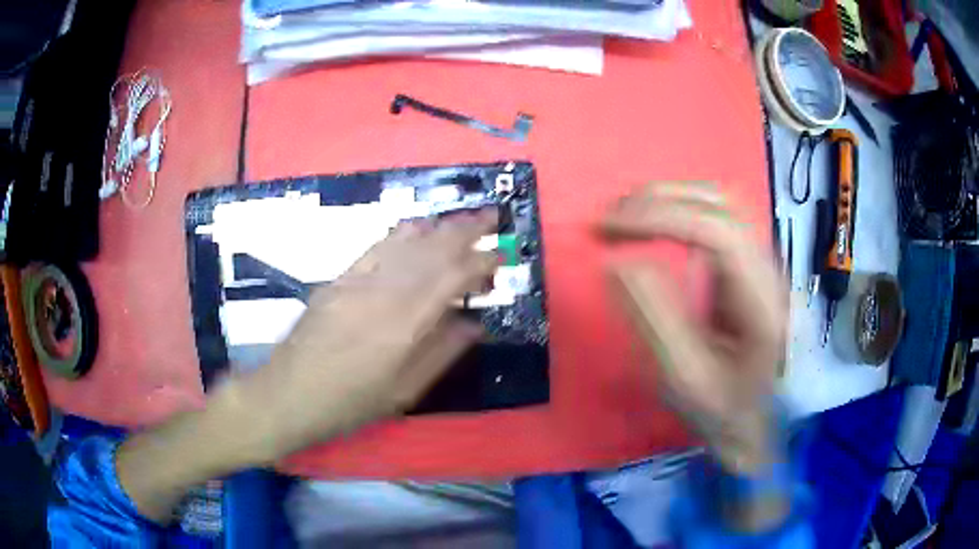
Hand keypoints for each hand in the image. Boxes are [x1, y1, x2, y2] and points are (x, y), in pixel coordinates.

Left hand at [229, 210, 498, 463]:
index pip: (452, 277)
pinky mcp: (340, 277)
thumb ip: (441, 354)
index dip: (481, 261)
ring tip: (464, 218)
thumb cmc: (349, 403)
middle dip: (466, 228)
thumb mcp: (403, 392)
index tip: (502, 254)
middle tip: (492, 216)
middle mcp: (384, 291)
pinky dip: (403, 232)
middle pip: (432, 248)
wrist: (289, 393)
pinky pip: (377, 245)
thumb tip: (474, 324)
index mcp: (404, 323)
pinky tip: (418, 226)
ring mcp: (359, 279)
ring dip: (439, 225)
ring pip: (407, 241)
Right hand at [600, 182, 785, 473]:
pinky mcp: (749, 266)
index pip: (715, 232)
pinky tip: (653, 224)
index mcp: (761, 301)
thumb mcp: (682, 377)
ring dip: (668, 198)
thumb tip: (615, 260)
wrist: (752, 424)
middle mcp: (769, 270)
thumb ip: (653, 317)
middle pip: (721, 203)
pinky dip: (678, 210)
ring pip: (719, 203)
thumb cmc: (720, 410)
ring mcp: (762, 264)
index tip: (606, 228)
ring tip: (624, 215)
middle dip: (660, 199)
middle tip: (610, 218)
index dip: (659, 217)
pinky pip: (715, 219)